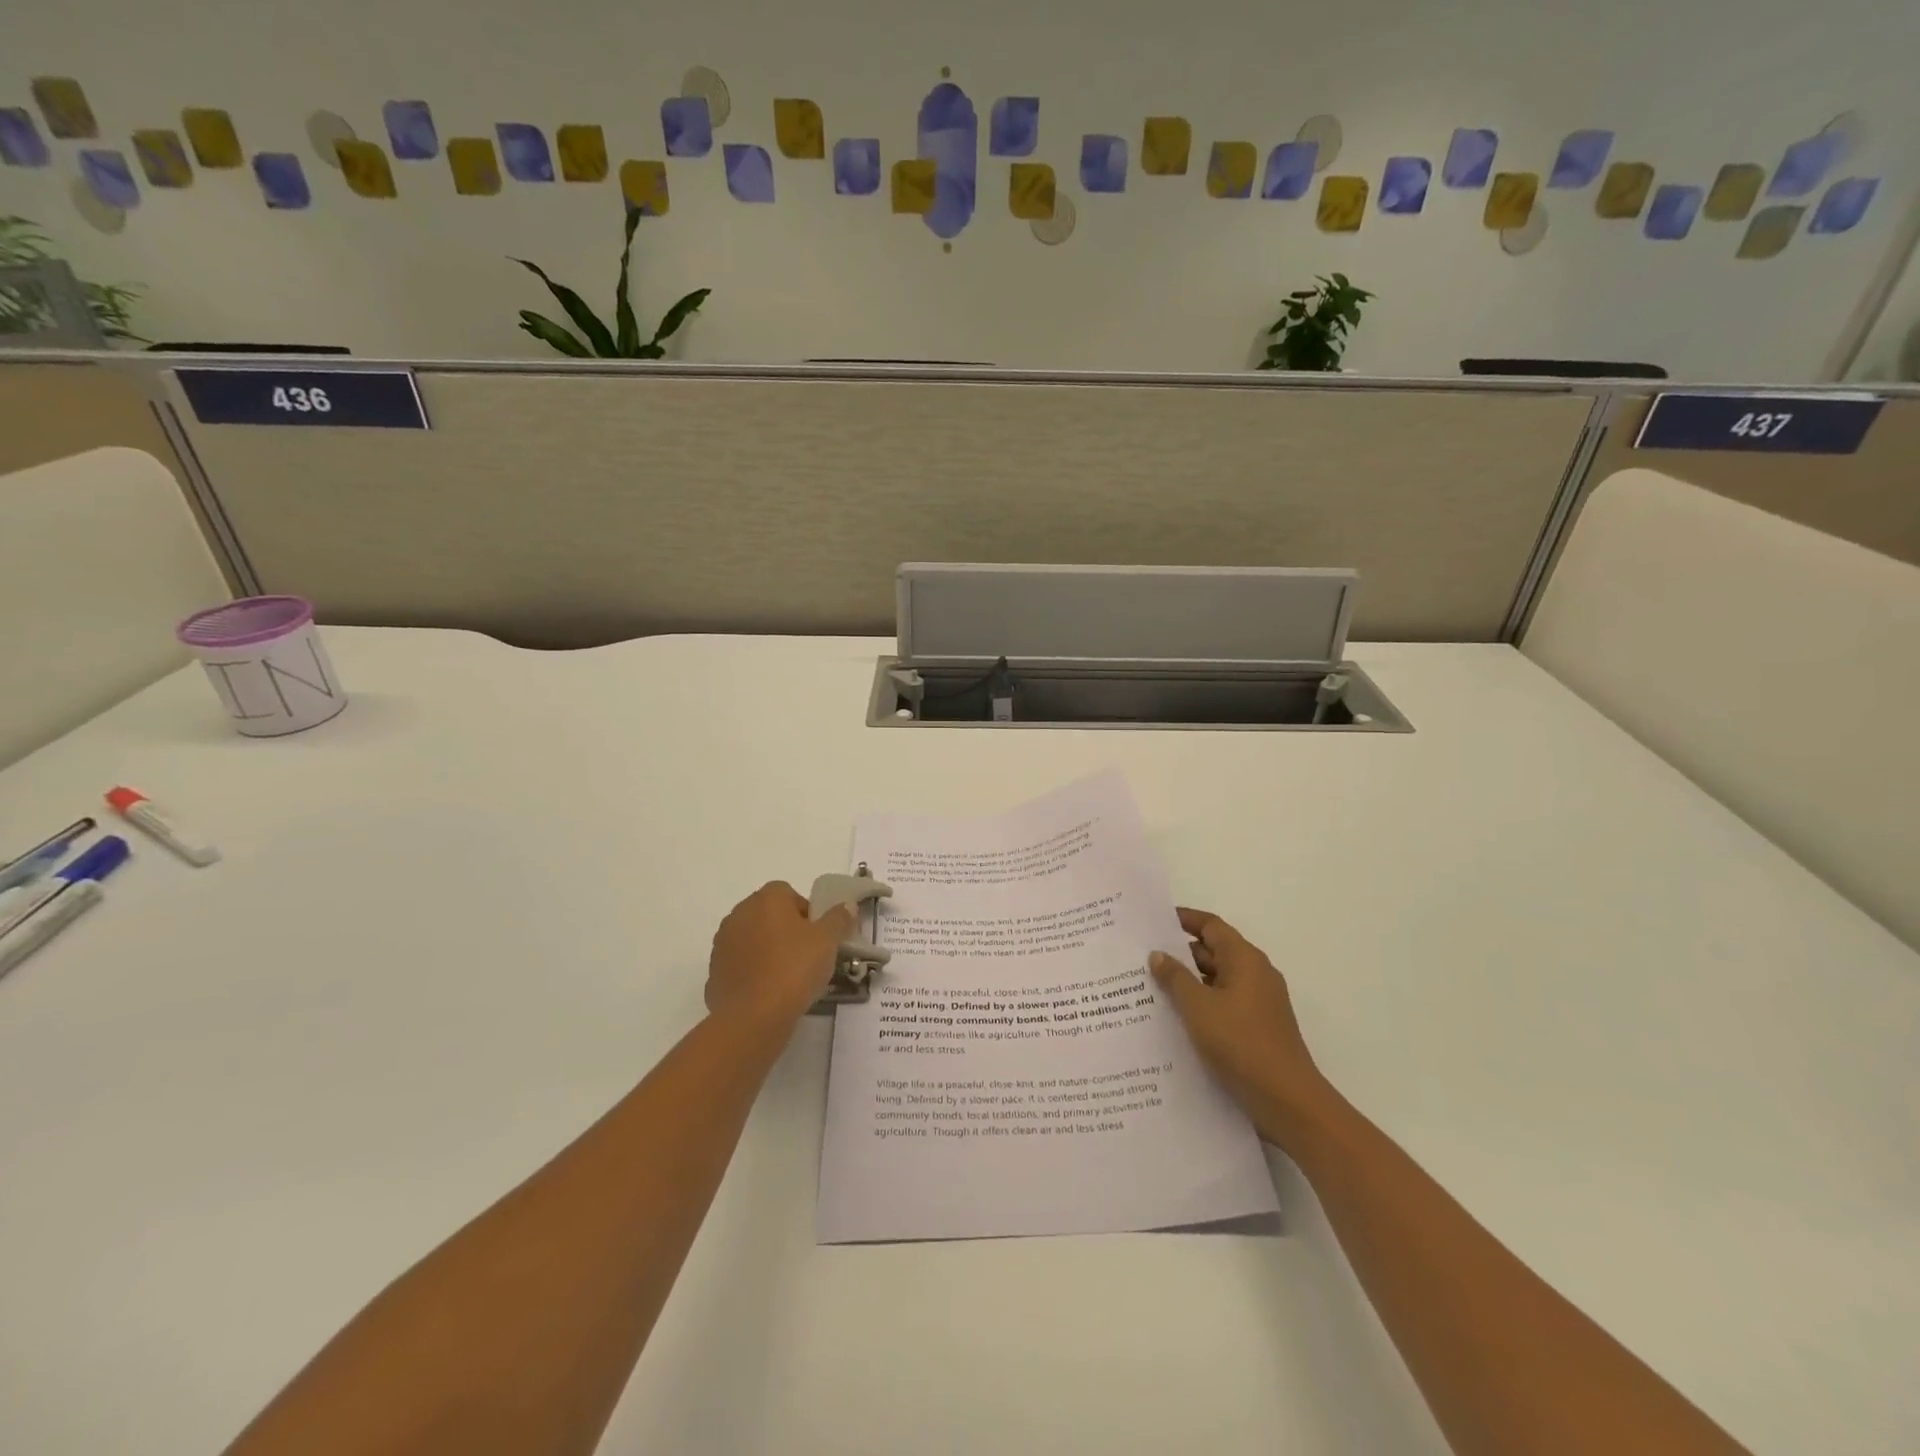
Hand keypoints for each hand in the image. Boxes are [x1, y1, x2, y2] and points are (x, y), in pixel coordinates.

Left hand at [705, 882, 853, 1028]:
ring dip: (769, 951)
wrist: (752, 1017)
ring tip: (789, 977)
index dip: (808, 913)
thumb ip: (839, 918)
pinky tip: (769, 992)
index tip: (819, 937)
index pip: (790, 894)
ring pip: (754, 939)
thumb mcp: (828, 941)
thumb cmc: (794, 968)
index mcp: (767, 899)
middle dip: (788, 931)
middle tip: (808, 956)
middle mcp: (740, 913)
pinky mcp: (714, 971)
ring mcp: (723, 943)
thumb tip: (846, 906)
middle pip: (770, 915)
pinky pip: (741, 964)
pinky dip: (754, 972)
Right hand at [1151, 906, 1331, 1148]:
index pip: (1211, 925)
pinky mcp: (1257, 1027)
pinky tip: (1174, 1018)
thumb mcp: (1198, 1007)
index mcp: (1245, 959)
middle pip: (1214, 951)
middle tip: (1142, 957)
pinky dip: (1200, 1004)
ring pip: (1217, 980)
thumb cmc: (1240, 1043)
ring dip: (1188, 982)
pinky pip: (1223, 1003)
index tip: (1153, 921)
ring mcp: (1259, 1002)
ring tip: (1150, 987)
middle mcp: (1255, 974)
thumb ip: (1175, 978)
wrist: (1287, 1100)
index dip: (1183, 919)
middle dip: (1179, 953)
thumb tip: (1158, 954)